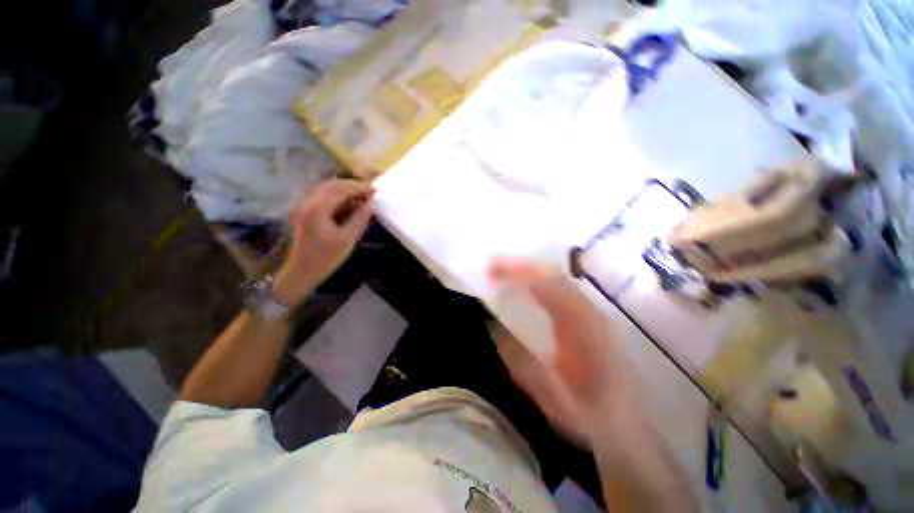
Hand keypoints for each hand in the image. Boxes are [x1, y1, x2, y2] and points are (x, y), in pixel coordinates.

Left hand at [273, 179, 374, 306]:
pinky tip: (352, 205)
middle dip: (353, 186)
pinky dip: (340, 199)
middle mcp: (309, 203)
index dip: (359, 188)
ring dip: (347, 191)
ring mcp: (306, 207)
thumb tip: (372, 204)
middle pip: (333, 186)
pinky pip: (325, 199)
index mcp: (317, 209)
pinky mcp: (307, 213)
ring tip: (364, 197)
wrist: (302, 272)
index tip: (376, 190)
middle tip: (371, 192)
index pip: (341, 190)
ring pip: (328, 191)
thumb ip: (360, 218)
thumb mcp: (347, 239)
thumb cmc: (326, 258)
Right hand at [489, 258, 641, 445]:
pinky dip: (534, 282)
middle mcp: (591, 314)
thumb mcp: (554, 401)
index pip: (554, 289)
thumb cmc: (590, 417)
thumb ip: (525, 365)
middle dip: (520, 267)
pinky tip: (519, 286)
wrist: (623, 427)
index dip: (522, 277)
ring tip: (499, 272)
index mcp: (588, 332)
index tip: (493, 275)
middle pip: (555, 276)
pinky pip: (557, 289)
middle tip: (491, 268)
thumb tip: (493, 327)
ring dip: (526, 271)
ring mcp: (589, 313)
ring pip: (556, 279)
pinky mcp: (584, 317)